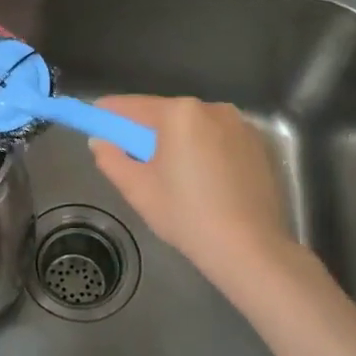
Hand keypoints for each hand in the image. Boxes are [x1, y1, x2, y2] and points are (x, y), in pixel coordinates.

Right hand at [89, 96, 295, 285]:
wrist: (250, 249)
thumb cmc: (186, 215)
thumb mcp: (137, 188)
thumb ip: (111, 158)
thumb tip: (101, 141)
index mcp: (179, 113)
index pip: (132, 106)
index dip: (110, 113)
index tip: (95, 120)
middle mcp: (212, 108)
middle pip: (166, 114)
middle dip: (147, 131)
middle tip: (133, 158)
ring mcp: (241, 125)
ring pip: (195, 127)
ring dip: (179, 141)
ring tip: (172, 175)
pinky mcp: (260, 146)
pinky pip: (220, 140)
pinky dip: (206, 151)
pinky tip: (204, 181)